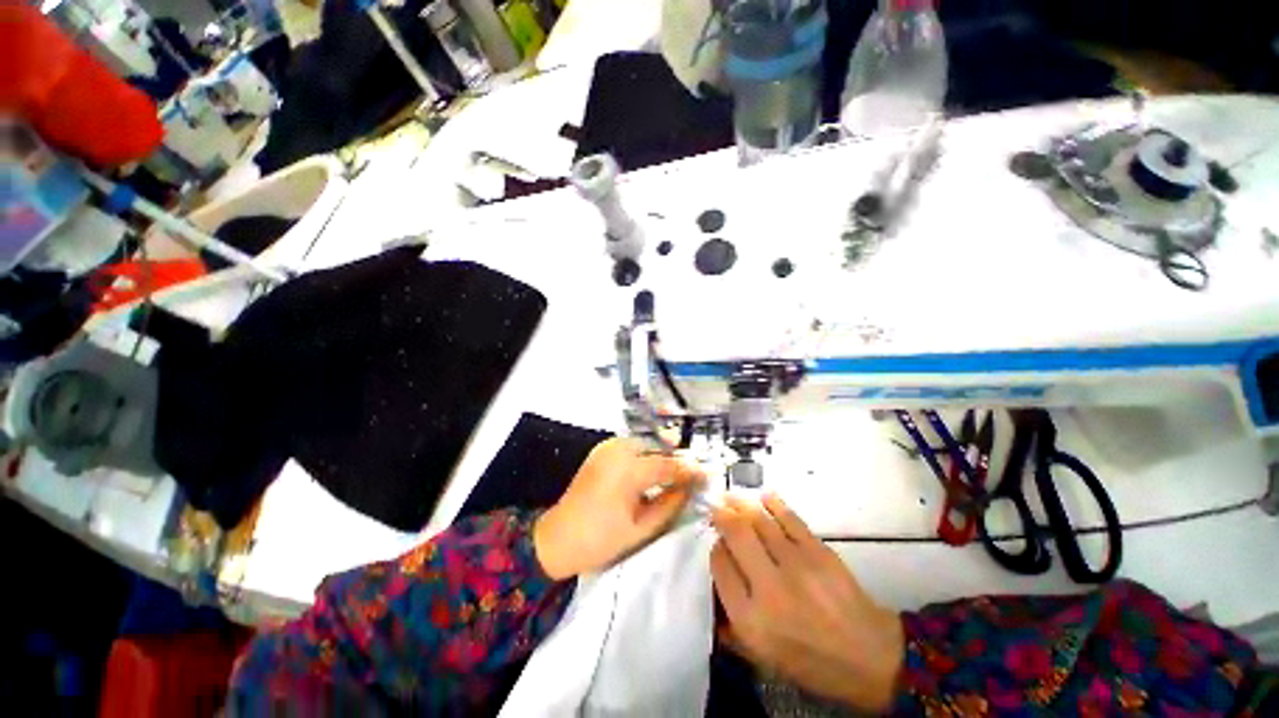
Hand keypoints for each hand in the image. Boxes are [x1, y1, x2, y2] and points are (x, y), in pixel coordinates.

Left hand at [533, 438, 704, 579]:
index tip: (708, 474)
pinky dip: (646, 452)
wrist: (557, 538)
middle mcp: (618, 451)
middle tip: (694, 471)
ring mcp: (607, 447)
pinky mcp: (601, 450)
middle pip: (657, 447)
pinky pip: (631, 445)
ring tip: (677, 469)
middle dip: (676, 457)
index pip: (668, 465)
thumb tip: (689, 488)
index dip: (690, 470)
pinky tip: (654, 466)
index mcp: (627, 471)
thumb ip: (669, 505)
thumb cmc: (600, 540)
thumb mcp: (641, 529)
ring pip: (645, 442)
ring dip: (662, 453)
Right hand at [710, 494, 904, 712]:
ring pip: (759, 521)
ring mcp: (796, 565)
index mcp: (751, 620)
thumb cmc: (813, 662)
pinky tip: (764, 497)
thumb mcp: (764, 658)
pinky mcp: (819, 552)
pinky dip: (773, 503)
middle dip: (722, 516)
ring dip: (741, 504)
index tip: (718, 543)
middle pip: (735, 535)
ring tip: (731, 497)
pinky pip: (788, 518)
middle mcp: (768, 588)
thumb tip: (716, 587)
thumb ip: (732, 626)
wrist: (871, 658)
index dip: (715, 549)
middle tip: (716, 507)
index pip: (720, 566)